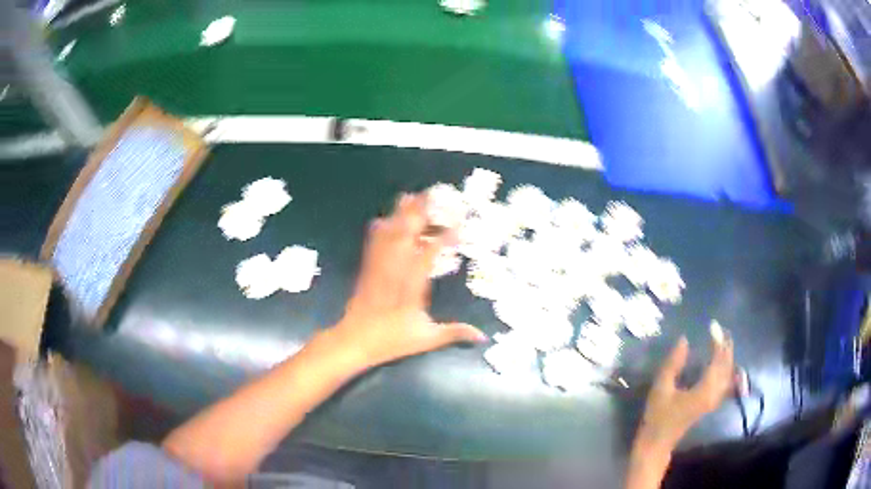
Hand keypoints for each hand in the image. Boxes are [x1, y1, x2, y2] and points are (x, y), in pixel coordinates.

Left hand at [329, 193, 486, 368]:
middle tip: (431, 194)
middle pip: (406, 234)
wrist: (355, 339)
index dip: (443, 238)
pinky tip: (384, 219)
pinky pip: (373, 243)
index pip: (429, 255)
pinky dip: (380, 228)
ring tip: (410, 196)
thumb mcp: (426, 338)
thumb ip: (454, 333)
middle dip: (419, 213)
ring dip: (399, 214)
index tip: (458, 225)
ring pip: (389, 234)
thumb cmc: (391, 340)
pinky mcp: (367, 268)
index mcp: (412, 286)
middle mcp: (395, 270)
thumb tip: (482, 337)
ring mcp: (378, 266)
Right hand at [636, 335, 734, 451]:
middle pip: (727, 366)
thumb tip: (684, 340)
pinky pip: (725, 381)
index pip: (718, 360)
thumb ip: (673, 363)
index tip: (712, 326)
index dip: (717, 342)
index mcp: (704, 390)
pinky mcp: (710, 403)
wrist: (657, 443)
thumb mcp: (661, 388)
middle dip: (726, 347)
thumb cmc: (657, 416)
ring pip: (728, 374)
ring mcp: (714, 400)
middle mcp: (714, 394)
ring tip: (722, 342)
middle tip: (720, 330)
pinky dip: (726, 368)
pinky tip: (722, 363)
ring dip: (727, 357)